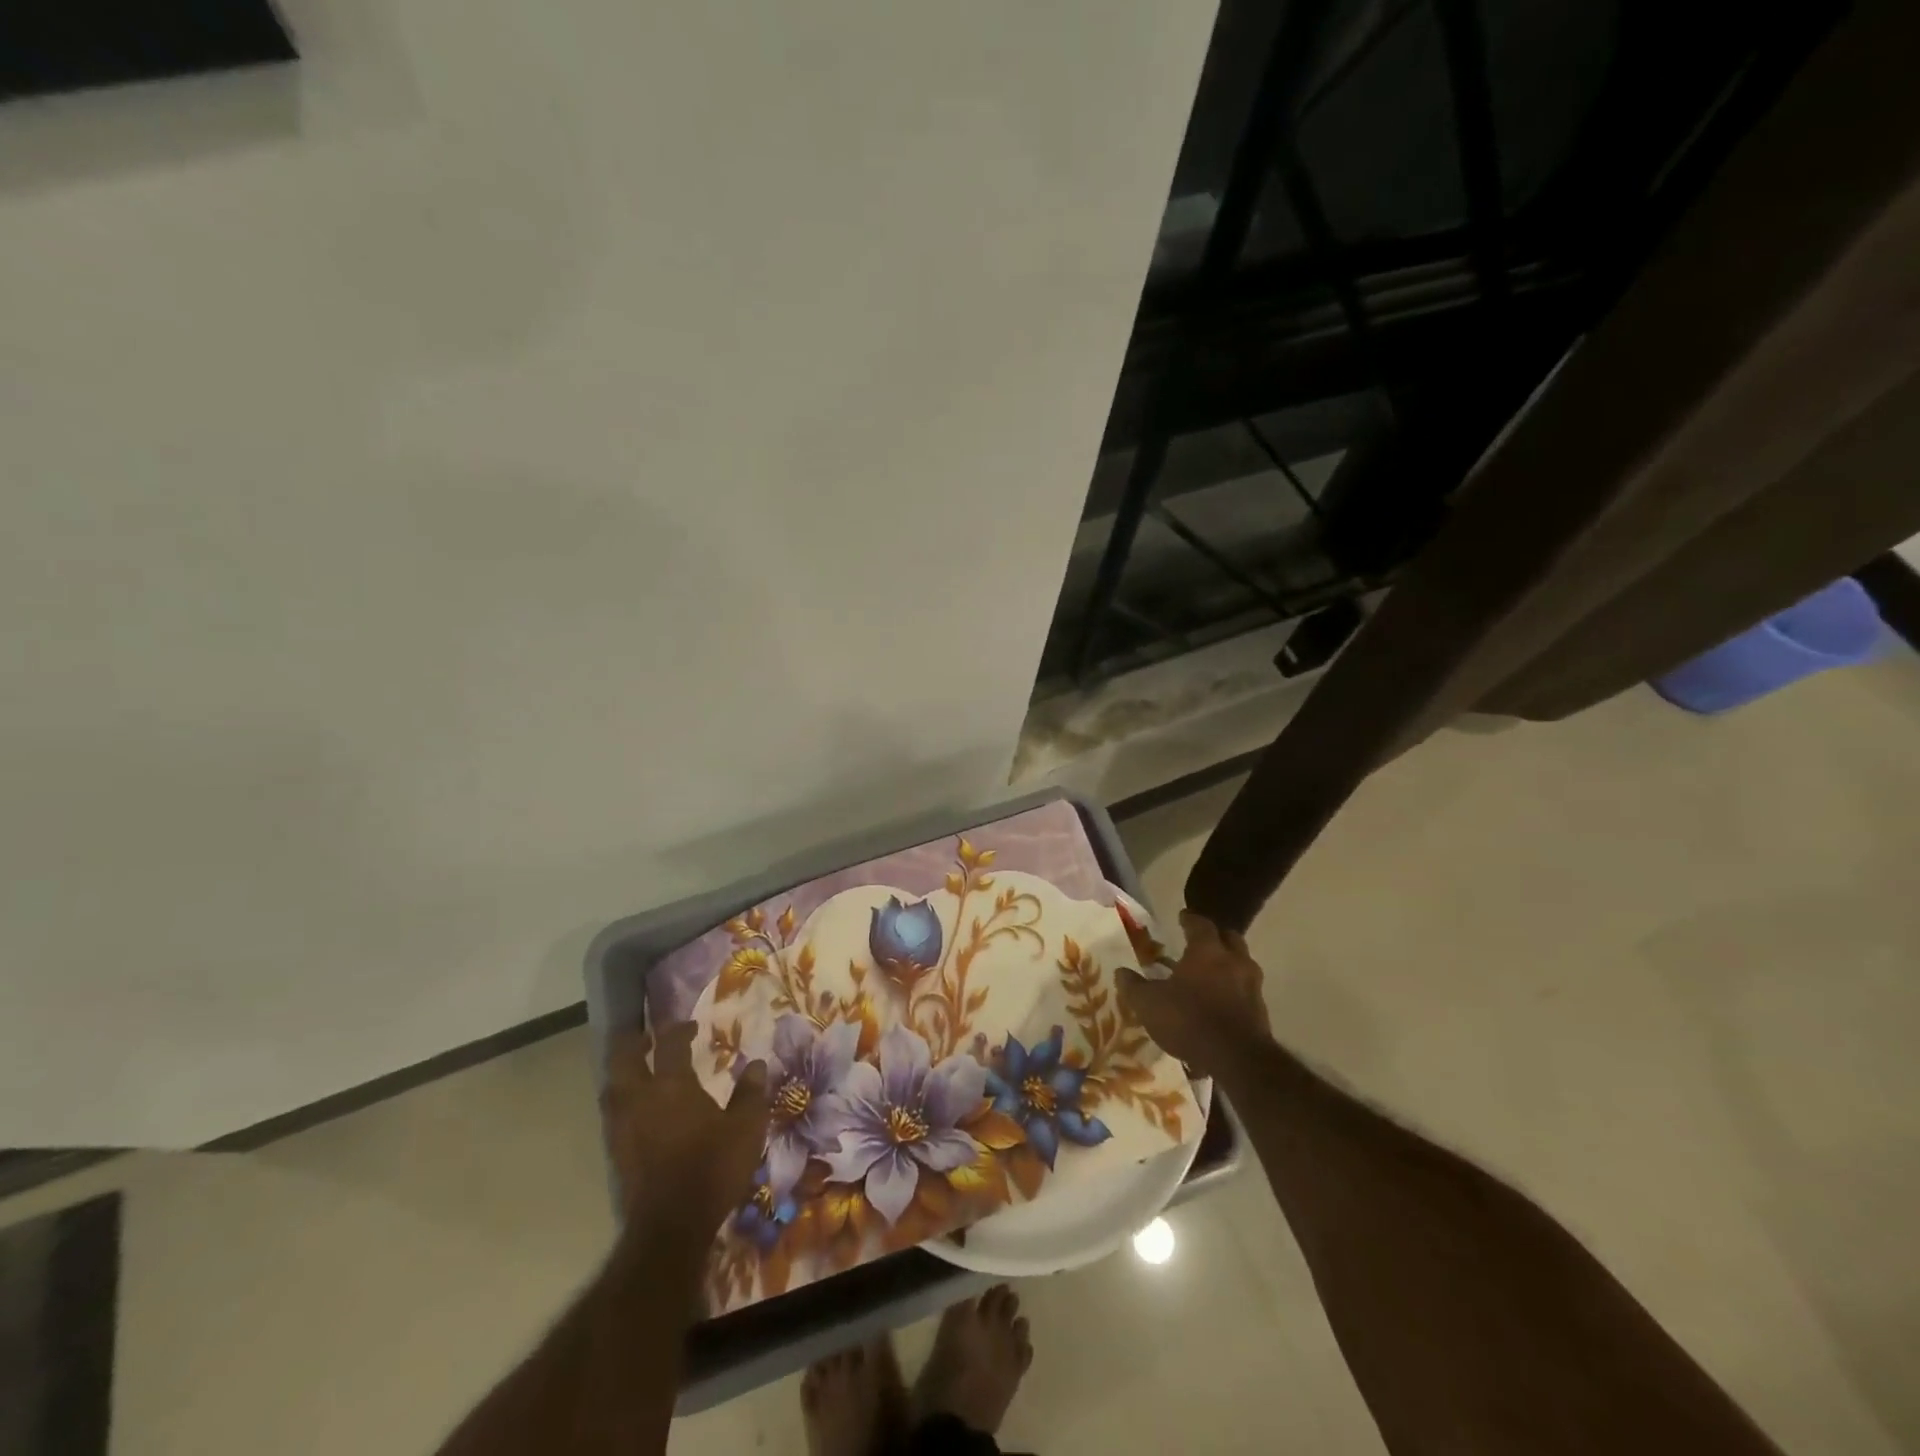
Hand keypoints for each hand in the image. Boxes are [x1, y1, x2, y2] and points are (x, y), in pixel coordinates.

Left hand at [601, 1022, 769, 1237]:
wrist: (671, 1227)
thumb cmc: (713, 1168)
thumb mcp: (747, 1128)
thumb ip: (751, 1093)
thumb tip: (756, 1064)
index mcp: (672, 1085)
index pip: (670, 1044)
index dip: (679, 1029)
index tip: (691, 1026)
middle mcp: (640, 1099)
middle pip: (623, 1058)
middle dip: (632, 1041)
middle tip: (646, 1036)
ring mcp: (623, 1127)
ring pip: (611, 1086)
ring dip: (622, 1071)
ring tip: (637, 1068)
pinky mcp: (616, 1153)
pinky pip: (613, 1113)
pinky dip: (622, 1100)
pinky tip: (637, 1109)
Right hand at [1118, 911, 1271, 1075]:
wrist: (1237, 1060)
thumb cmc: (1189, 1020)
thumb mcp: (1149, 1004)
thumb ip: (1134, 986)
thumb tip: (1121, 972)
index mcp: (1207, 950)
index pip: (1200, 923)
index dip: (1190, 919)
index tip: (1182, 917)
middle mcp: (1234, 960)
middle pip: (1229, 938)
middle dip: (1216, 937)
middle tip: (1200, 942)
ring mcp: (1252, 985)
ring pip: (1242, 963)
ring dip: (1228, 964)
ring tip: (1210, 974)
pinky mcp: (1261, 1010)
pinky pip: (1246, 990)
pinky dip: (1234, 989)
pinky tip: (1220, 1002)